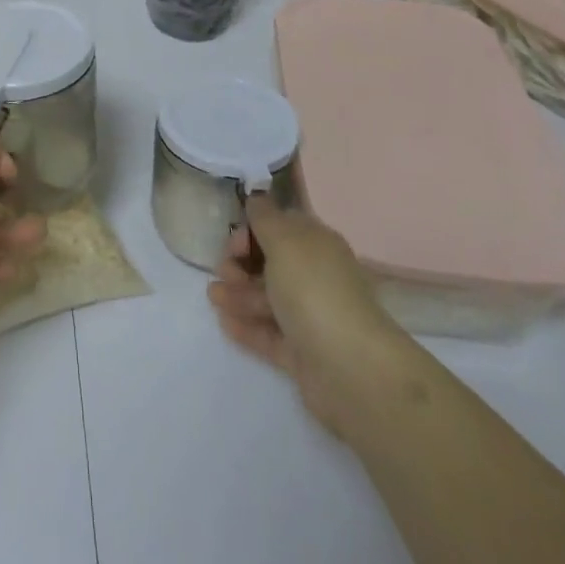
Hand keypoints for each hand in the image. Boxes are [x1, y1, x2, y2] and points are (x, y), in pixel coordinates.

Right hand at [206, 196, 403, 434]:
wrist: (350, 368)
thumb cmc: (313, 290)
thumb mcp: (284, 240)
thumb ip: (265, 216)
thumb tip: (257, 195)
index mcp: (316, 244)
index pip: (281, 227)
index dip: (253, 230)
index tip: (234, 240)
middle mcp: (316, 276)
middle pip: (271, 264)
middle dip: (242, 264)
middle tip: (223, 271)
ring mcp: (310, 316)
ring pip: (267, 299)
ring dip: (238, 294)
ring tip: (214, 297)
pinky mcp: (303, 353)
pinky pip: (269, 334)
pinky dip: (247, 327)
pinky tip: (225, 322)